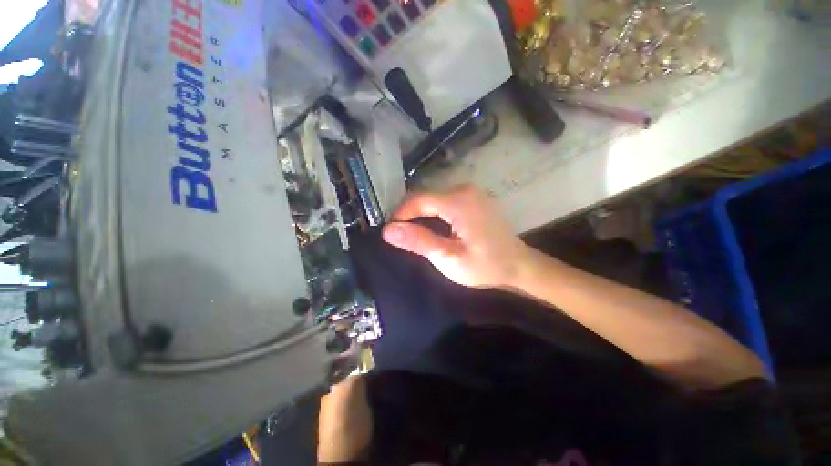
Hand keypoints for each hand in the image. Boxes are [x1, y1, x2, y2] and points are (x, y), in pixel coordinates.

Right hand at [382, 185, 530, 288]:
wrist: (519, 266)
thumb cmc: (485, 266)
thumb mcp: (449, 258)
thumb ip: (419, 241)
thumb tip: (388, 230)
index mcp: (458, 201)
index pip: (417, 199)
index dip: (400, 214)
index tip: (392, 233)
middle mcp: (464, 189)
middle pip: (425, 196)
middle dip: (410, 215)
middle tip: (403, 237)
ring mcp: (471, 192)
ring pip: (434, 198)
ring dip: (421, 214)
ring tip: (416, 234)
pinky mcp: (475, 198)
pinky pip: (445, 200)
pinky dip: (434, 212)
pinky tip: (434, 228)